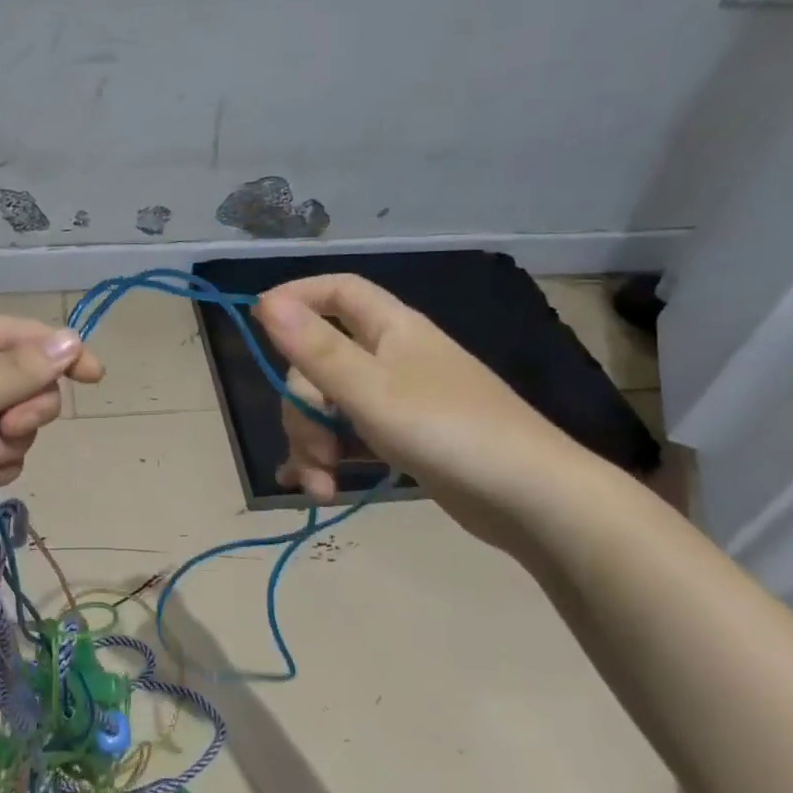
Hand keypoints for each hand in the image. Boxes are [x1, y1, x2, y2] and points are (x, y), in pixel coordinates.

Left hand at [0, 315, 103, 580]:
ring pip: (15, 422)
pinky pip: (0, 454)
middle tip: (9, 428)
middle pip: (21, 380)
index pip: (15, 334)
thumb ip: (14, 372)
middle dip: (23, 409)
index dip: (58, 351)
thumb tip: (72, 341)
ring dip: (5, 445)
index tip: (95, 377)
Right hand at [253, 274, 586, 554]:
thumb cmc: (449, 431)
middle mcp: (392, 357)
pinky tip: (313, 488)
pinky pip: (350, 437)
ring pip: (331, 407)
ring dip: (314, 445)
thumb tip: (265, 302)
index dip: (296, 297)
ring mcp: (398, 401)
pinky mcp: (403, 440)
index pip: (336, 292)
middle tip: (313, 453)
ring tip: (320, 488)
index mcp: (390, 329)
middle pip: (320, 364)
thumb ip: (315, 349)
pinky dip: (329, 460)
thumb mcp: (371, 391)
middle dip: (303, 411)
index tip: (259, 324)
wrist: (533, 500)